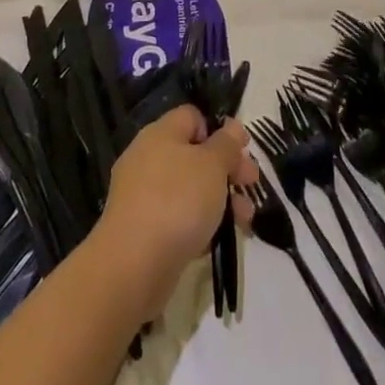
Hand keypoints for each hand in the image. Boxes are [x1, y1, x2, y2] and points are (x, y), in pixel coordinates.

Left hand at [91, 106, 258, 320]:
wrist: (133, 266)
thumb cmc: (177, 202)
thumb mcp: (212, 165)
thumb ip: (226, 144)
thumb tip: (232, 126)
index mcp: (160, 133)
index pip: (193, 117)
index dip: (219, 130)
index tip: (243, 151)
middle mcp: (148, 158)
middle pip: (194, 154)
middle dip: (227, 170)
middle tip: (252, 185)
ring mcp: (142, 195)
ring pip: (188, 188)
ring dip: (219, 200)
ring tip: (245, 221)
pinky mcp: (141, 230)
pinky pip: (176, 217)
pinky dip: (198, 224)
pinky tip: (217, 240)